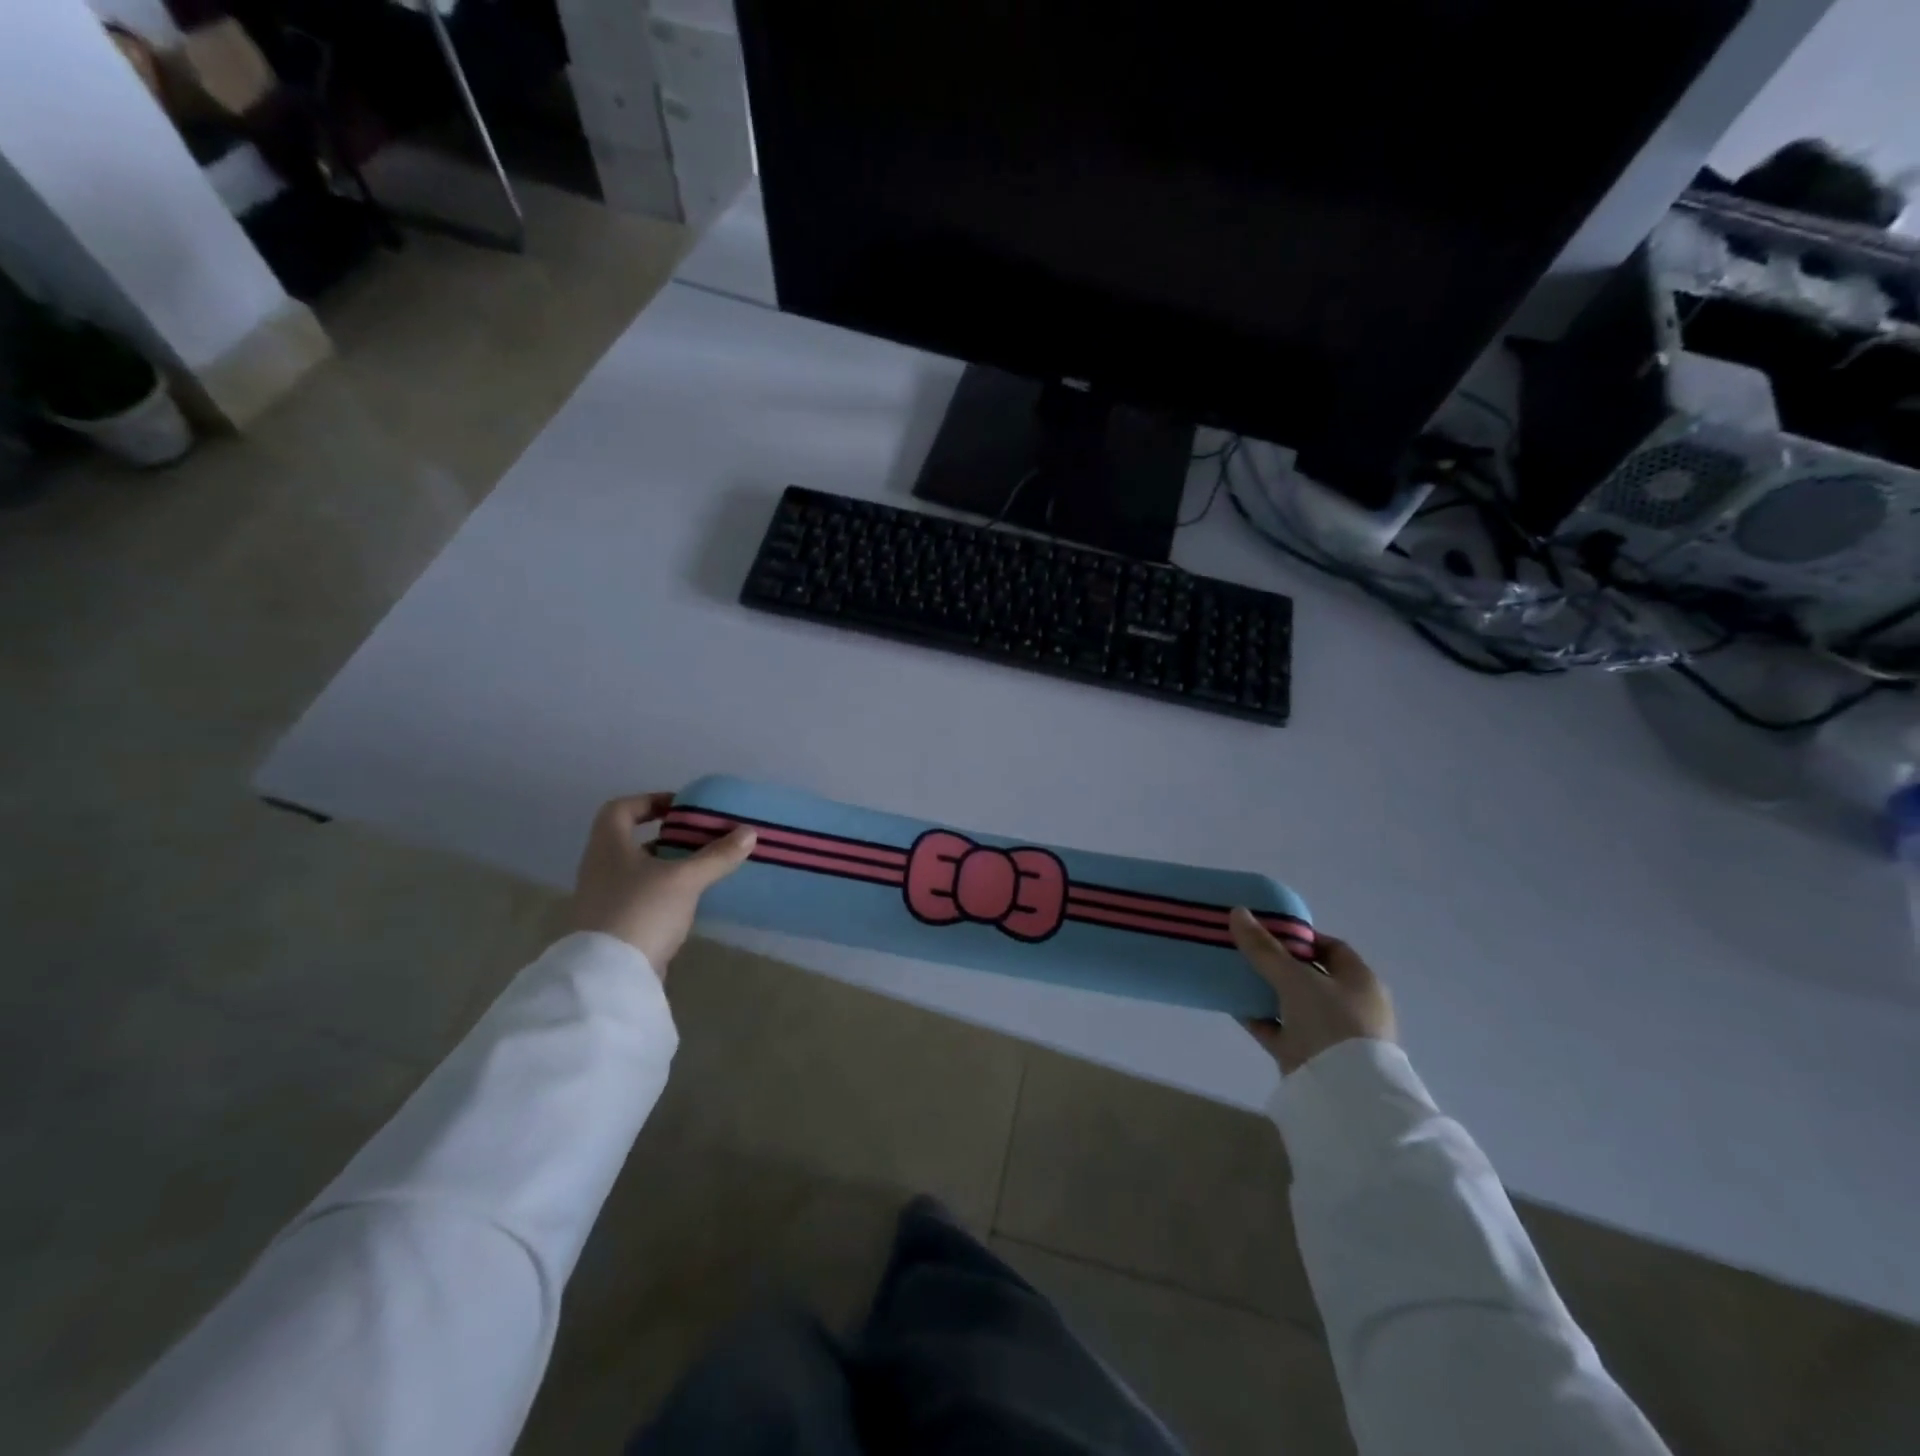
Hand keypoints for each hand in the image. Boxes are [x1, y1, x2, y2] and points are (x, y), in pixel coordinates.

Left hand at [571, 793, 755, 975]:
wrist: (609, 977)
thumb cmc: (642, 911)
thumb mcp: (685, 879)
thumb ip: (717, 855)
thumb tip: (749, 832)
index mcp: (608, 847)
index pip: (620, 809)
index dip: (649, 801)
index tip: (681, 808)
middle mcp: (600, 868)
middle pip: (631, 841)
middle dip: (667, 837)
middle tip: (700, 838)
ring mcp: (604, 900)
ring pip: (637, 871)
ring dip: (667, 866)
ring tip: (702, 868)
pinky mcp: (613, 927)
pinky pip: (641, 898)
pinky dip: (664, 893)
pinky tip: (689, 901)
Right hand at [1229, 908, 1395, 1074]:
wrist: (1342, 1094)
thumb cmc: (1330, 1023)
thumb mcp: (1295, 979)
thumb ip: (1264, 948)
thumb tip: (1237, 911)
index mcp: (1360, 981)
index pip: (1331, 948)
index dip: (1300, 936)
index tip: (1268, 930)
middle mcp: (1349, 1005)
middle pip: (1308, 975)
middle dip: (1276, 962)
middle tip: (1244, 948)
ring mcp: (1329, 1033)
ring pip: (1290, 1003)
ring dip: (1264, 990)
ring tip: (1232, 972)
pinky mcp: (1307, 1056)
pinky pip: (1278, 1029)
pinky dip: (1257, 1017)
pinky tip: (1232, 1003)